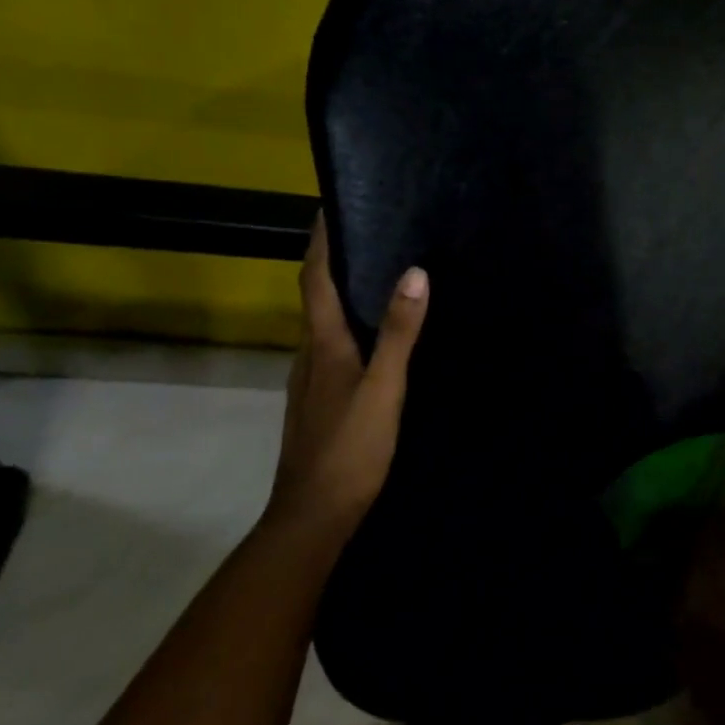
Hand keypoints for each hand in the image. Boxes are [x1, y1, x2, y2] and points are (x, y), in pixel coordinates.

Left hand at [267, 217, 429, 539]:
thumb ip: (400, 333)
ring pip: (324, 325)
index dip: (320, 242)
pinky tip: (373, 339)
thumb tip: (415, 273)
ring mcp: (310, 381)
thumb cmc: (350, 449)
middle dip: (334, 262)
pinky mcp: (318, 402)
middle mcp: (309, 355)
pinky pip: (332, 348)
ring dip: (341, 295)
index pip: (314, 279)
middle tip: (371, 234)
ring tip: (378, 277)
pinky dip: (348, 327)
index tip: (331, 208)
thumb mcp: (384, 389)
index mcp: (323, 345)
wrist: (313, 517)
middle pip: (316, 297)